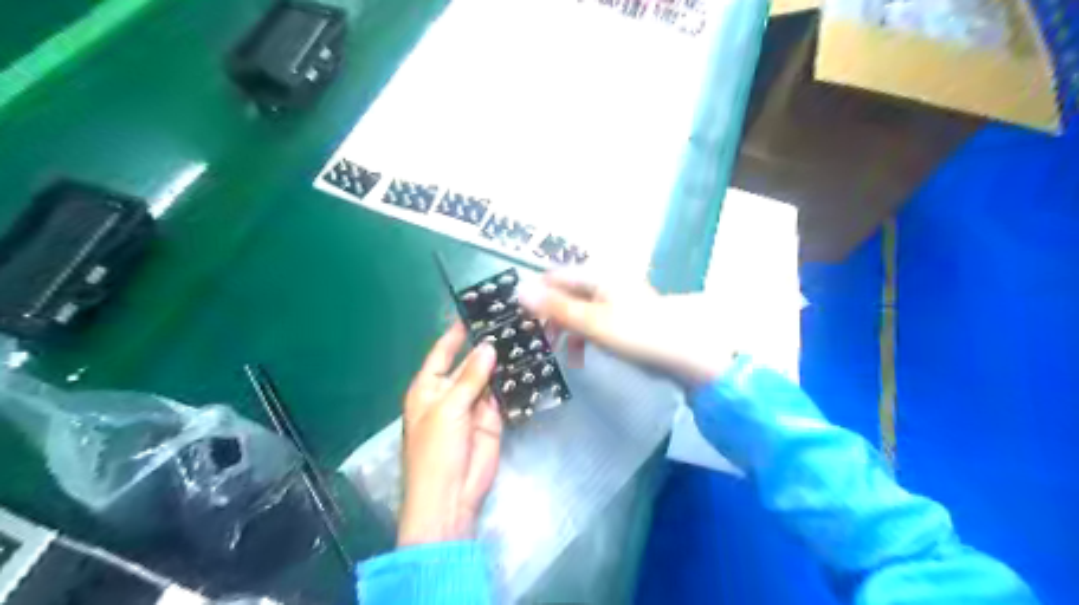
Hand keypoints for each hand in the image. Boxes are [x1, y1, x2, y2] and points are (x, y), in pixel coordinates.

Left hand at [398, 324, 503, 546]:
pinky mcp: (493, 418)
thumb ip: (470, 378)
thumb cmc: (436, 450)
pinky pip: (503, 395)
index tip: (476, 310)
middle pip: (470, 361)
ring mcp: (473, 405)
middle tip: (512, 321)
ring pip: (490, 377)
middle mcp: (451, 391)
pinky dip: (514, 382)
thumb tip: (488, 347)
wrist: (451, 496)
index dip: (457, 332)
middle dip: (487, 345)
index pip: (443, 352)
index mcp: (429, 386)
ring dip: (504, 362)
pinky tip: (529, 364)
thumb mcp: (448, 410)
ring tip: (525, 336)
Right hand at [519, 270, 738, 387]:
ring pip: (577, 311)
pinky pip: (593, 322)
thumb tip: (519, 290)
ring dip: (566, 331)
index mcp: (597, 275)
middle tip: (540, 342)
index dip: (535, 296)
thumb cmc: (638, 333)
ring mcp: (614, 300)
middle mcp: (604, 281)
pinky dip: (583, 338)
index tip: (523, 321)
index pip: (553, 277)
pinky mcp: (622, 317)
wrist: (686, 353)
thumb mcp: (592, 322)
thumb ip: (556, 307)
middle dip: (550, 318)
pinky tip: (581, 358)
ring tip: (561, 355)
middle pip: (564, 293)